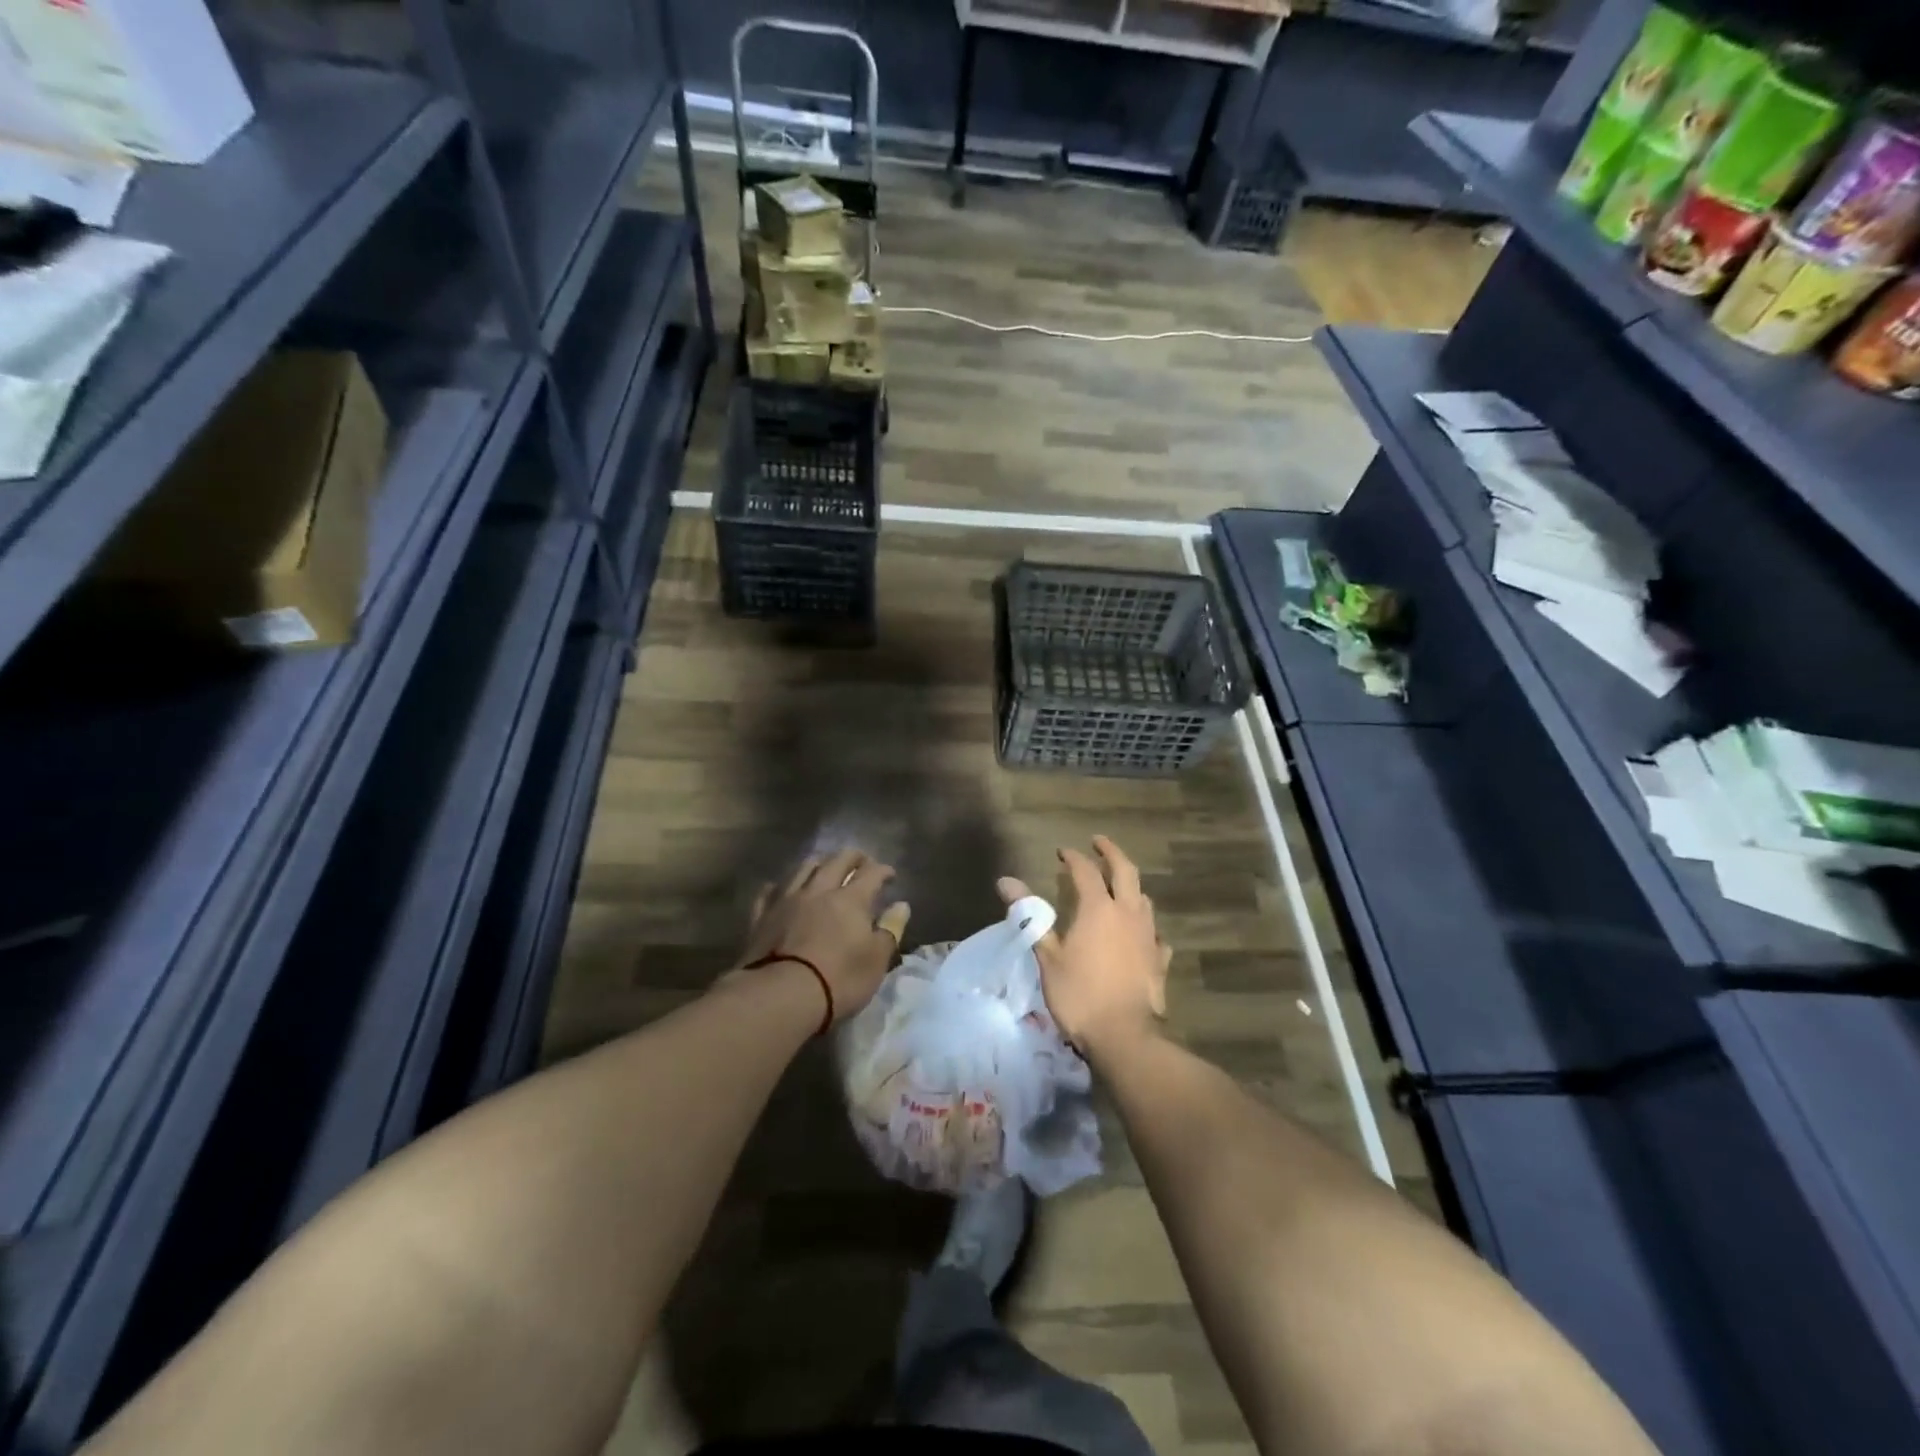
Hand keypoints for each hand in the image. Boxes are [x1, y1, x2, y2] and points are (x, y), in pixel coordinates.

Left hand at [739, 849, 910, 1024]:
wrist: (780, 995)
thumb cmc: (839, 979)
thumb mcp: (876, 960)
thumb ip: (890, 929)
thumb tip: (901, 905)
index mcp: (851, 899)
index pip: (871, 873)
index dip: (883, 870)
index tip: (890, 874)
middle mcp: (819, 890)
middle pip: (837, 861)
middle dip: (853, 857)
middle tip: (861, 861)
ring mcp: (787, 900)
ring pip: (803, 868)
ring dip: (819, 864)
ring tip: (824, 868)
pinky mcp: (762, 916)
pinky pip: (770, 891)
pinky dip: (780, 886)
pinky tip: (781, 889)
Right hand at [998, 835, 1168, 1056]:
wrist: (1125, 1036)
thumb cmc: (1079, 994)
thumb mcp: (1048, 956)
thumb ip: (1031, 916)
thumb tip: (1006, 881)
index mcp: (1098, 908)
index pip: (1085, 870)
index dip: (1073, 857)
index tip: (1061, 851)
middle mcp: (1128, 913)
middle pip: (1125, 870)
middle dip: (1111, 852)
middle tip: (1099, 842)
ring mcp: (1148, 935)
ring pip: (1143, 898)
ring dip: (1129, 886)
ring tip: (1118, 886)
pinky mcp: (1159, 959)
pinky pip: (1154, 932)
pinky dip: (1144, 925)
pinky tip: (1140, 934)